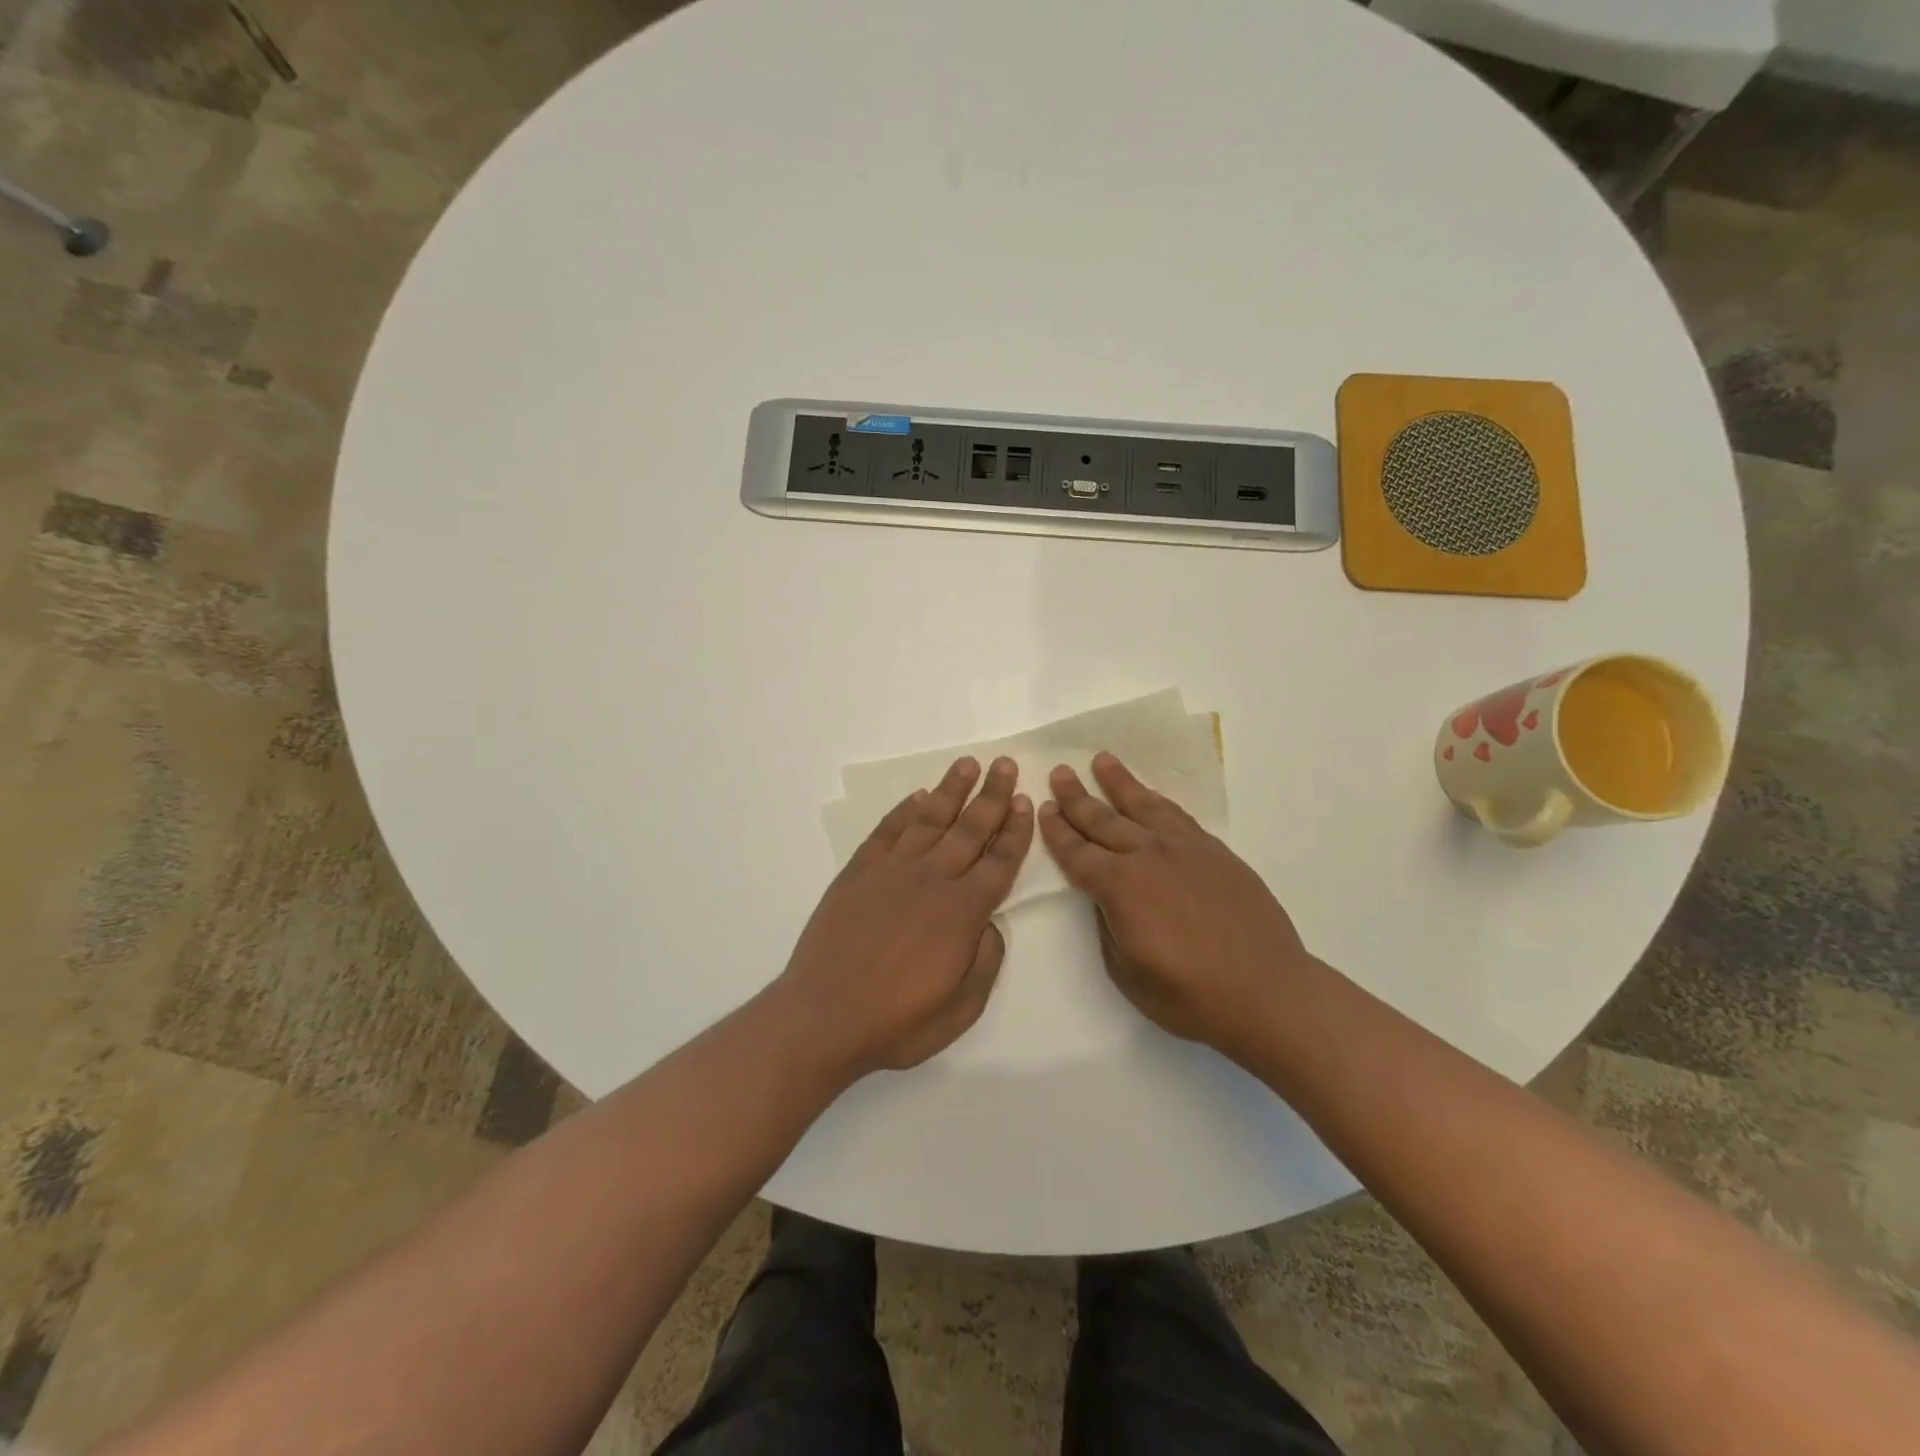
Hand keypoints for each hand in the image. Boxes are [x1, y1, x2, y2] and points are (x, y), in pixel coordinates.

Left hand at [778, 756, 1033, 1078]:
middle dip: (991, 795)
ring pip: (929, 820)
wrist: (823, 1016)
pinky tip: (917, 797)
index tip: (1025, 802)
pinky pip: (887, 831)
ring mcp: (891, 871)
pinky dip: (904, 810)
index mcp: (962, 912)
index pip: (999, 861)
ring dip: (950, 790)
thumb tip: (991, 925)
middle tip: (1004, 765)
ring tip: (967, 764)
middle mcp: (931, 879)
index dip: (1015, 830)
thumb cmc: (897, 1021)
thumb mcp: (962, 1009)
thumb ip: (986, 961)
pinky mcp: (859, 872)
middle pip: (970, 828)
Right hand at [1039, 752, 1312, 1060]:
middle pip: (1103, 819)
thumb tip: (1107, 897)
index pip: (1077, 852)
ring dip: (1118, 782)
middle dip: (1077, 797)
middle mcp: (1148, 855)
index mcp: (1119, 886)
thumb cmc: (1189, 994)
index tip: (1044, 808)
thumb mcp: (1126, 971)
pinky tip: (1150, 796)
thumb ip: (1108, 924)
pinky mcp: (1215, 851)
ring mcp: (1185, 848)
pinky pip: (1177, 815)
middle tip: (1061, 772)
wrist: (1267, 991)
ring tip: (1102, 760)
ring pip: (1143, 805)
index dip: (1057, 831)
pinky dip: (1157, 800)